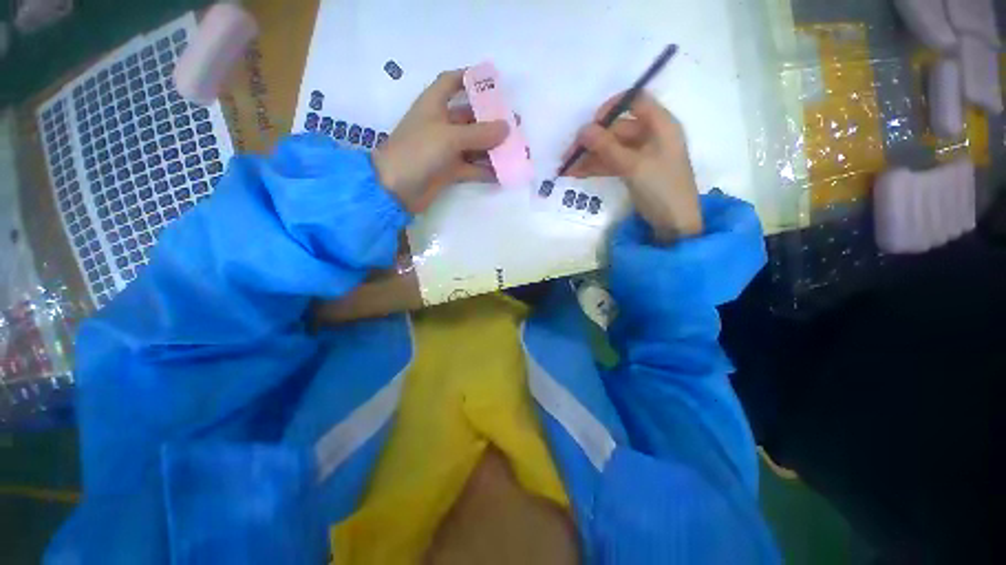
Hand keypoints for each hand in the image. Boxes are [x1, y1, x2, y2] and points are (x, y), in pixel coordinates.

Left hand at [373, 69, 509, 212]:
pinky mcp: (449, 171)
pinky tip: (503, 173)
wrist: (396, 189)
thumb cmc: (418, 152)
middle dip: (491, 120)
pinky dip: (486, 170)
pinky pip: (472, 167)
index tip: (492, 82)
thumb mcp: (450, 137)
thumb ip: (480, 133)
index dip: (469, 77)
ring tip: (515, 150)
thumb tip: (507, 127)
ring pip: (474, 145)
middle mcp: (440, 125)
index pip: (450, 82)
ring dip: (492, 148)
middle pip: (469, 117)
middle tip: (515, 124)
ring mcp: (445, 150)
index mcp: (434, 105)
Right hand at [565, 91, 701, 242]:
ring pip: (612, 149)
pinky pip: (613, 163)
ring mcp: (642, 155)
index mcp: (660, 124)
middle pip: (617, 129)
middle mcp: (651, 135)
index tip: (591, 123)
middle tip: (569, 155)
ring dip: (590, 157)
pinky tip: (578, 174)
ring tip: (567, 170)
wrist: (675, 223)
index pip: (635, 101)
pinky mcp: (635, 171)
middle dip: (592, 141)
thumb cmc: (661, 188)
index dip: (612, 108)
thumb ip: (607, 147)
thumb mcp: (633, 166)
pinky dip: (597, 168)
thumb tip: (582, 130)